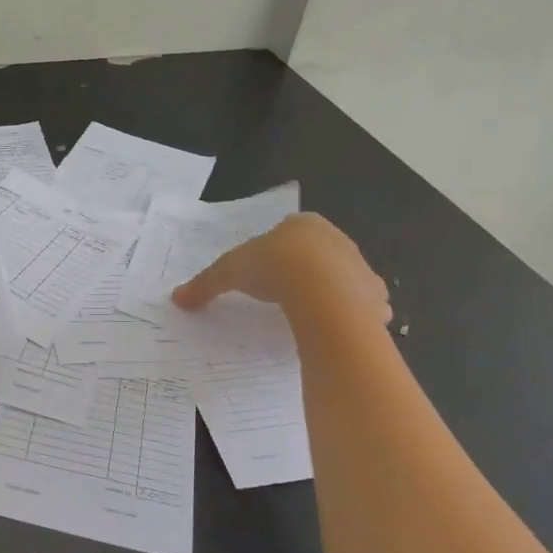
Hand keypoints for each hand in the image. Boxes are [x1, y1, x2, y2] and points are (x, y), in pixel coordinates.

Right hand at [172, 212, 389, 326]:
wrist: (319, 288)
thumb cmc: (272, 266)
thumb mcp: (229, 272)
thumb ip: (206, 284)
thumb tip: (177, 298)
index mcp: (304, 225)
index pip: (291, 233)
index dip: (279, 252)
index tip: (267, 272)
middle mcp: (337, 240)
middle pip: (321, 255)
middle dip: (308, 271)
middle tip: (286, 294)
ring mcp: (361, 267)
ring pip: (345, 279)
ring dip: (332, 293)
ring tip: (309, 314)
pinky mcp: (375, 296)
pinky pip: (363, 306)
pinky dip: (352, 315)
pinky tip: (333, 327)